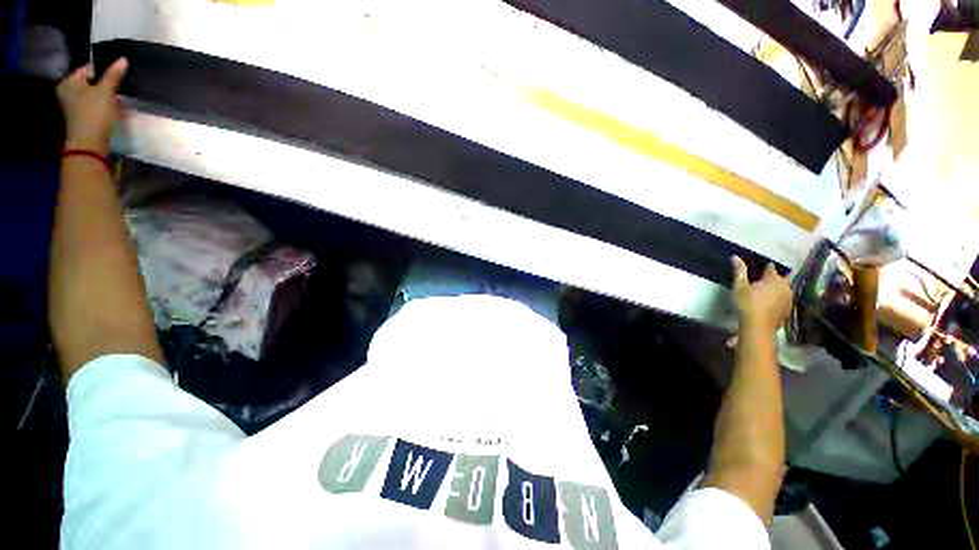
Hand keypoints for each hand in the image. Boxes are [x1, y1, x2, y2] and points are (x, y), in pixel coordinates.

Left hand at [56, 58, 127, 155]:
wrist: (90, 143)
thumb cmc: (94, 113)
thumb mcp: (106, 91)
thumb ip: (113, 75)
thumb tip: (123, 60)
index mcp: (69, 82)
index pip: (89, 69)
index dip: (104, 69)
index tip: (118, 72)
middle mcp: (68, 92)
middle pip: (90, 82)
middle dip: (105, 84)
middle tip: (120, 85)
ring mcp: (73, 106)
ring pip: (93, 95)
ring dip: (105, 95)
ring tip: (118, 97)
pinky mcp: (82, 117)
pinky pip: (94, 106)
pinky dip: (103, 105)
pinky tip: (113, 108)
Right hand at [731, 256, 790, 331]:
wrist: (758, 327)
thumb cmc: (747, 304)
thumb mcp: (739, 286)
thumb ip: (739, 271)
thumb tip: (735, 257)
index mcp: (774, 278)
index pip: (770, 268)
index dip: (764, 268)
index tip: (757, 270)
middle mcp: (785, 286)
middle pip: (780, 278)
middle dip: (772, 278)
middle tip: (759, 282)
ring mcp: (789, 298)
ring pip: (783, 289)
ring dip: (775, 289)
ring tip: (763, 293)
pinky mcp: (788, 309)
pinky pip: (783, 299)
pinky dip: (777, 299)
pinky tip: (767, 303)